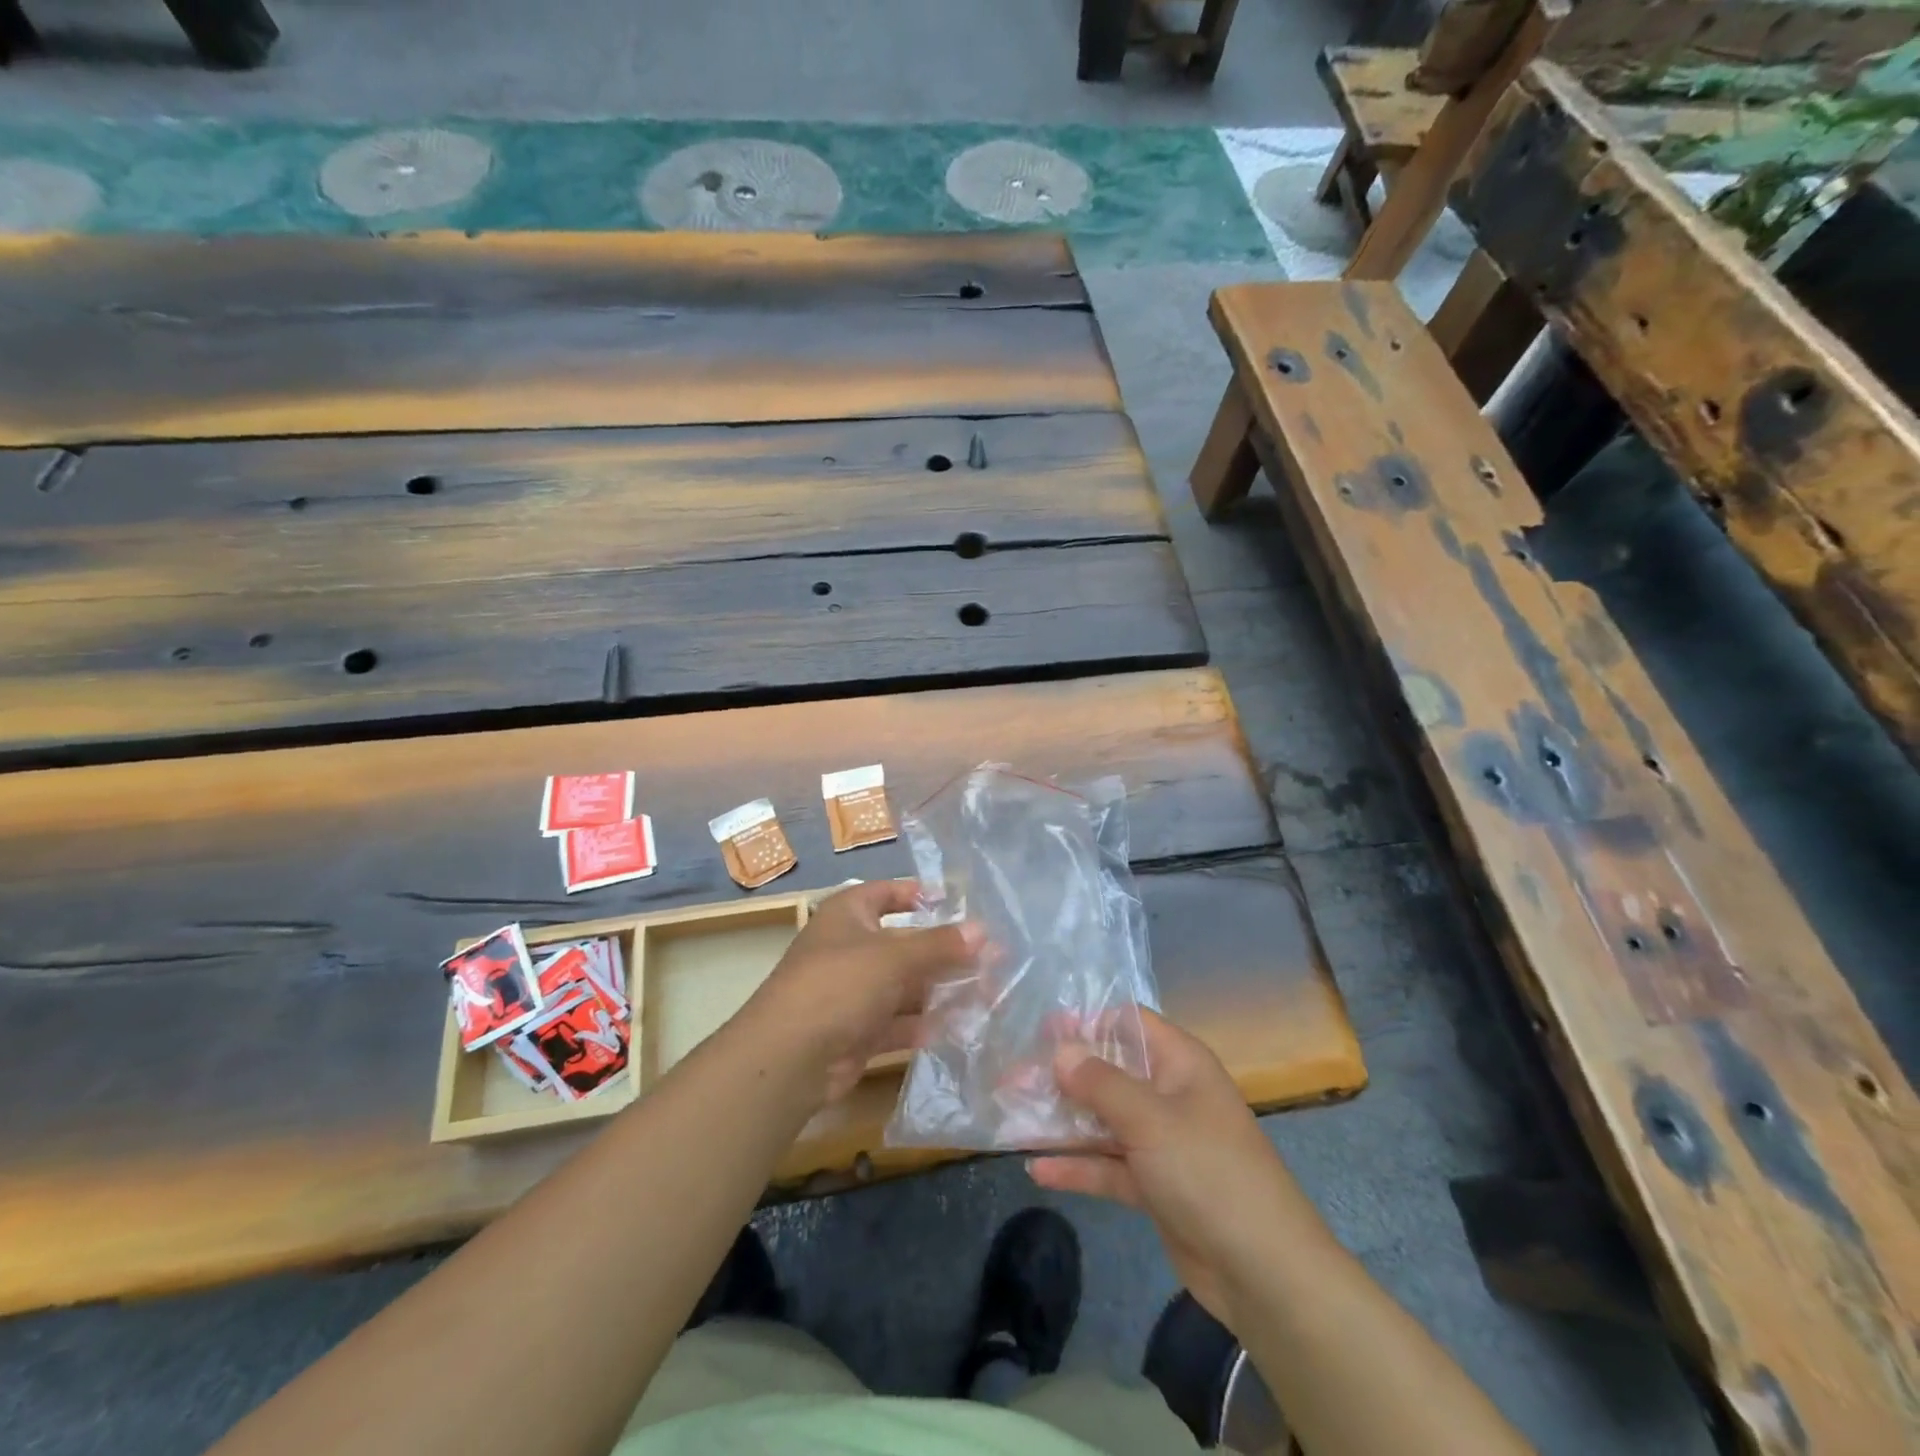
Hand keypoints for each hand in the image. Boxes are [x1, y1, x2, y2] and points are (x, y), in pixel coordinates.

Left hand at [745, 880, 980, 1104]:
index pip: (885, 893)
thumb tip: (983, 930)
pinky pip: (897, 1021)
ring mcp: (852, 992)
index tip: (955, 902)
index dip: (917, 895)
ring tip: (987, 994)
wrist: (789, 1057)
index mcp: (848, 915)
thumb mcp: (893, 957)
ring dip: (940, 990)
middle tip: (992, 958)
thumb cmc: (839, 984)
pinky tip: (959, 1027)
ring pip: (904, 985)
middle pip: (903, 944)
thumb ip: (940, 945)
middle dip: (944, 952)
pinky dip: (924, 1023)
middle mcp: (849, 948)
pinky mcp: (857, 1032)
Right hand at [1029, 1009, 1331, 1332]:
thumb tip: (1060, 1050)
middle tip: (1012, 1075)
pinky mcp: (1155, 1185)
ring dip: (1063, 1120)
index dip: (1086, 1020)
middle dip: (1063, 1074)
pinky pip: (1109, 1165)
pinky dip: (1078, 1166)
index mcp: (1179, 1063)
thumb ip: (1100, 1082)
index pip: (1128, 1023)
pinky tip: (1037, 1171)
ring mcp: (1162, 1141)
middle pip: (1109, 1071)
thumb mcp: (1150, 1119)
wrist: (1264, 1272)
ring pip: (1104, 1119)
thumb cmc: (1208, 1172)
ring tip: (1012, 1116)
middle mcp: (1169, 1093)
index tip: (1040, 1027)